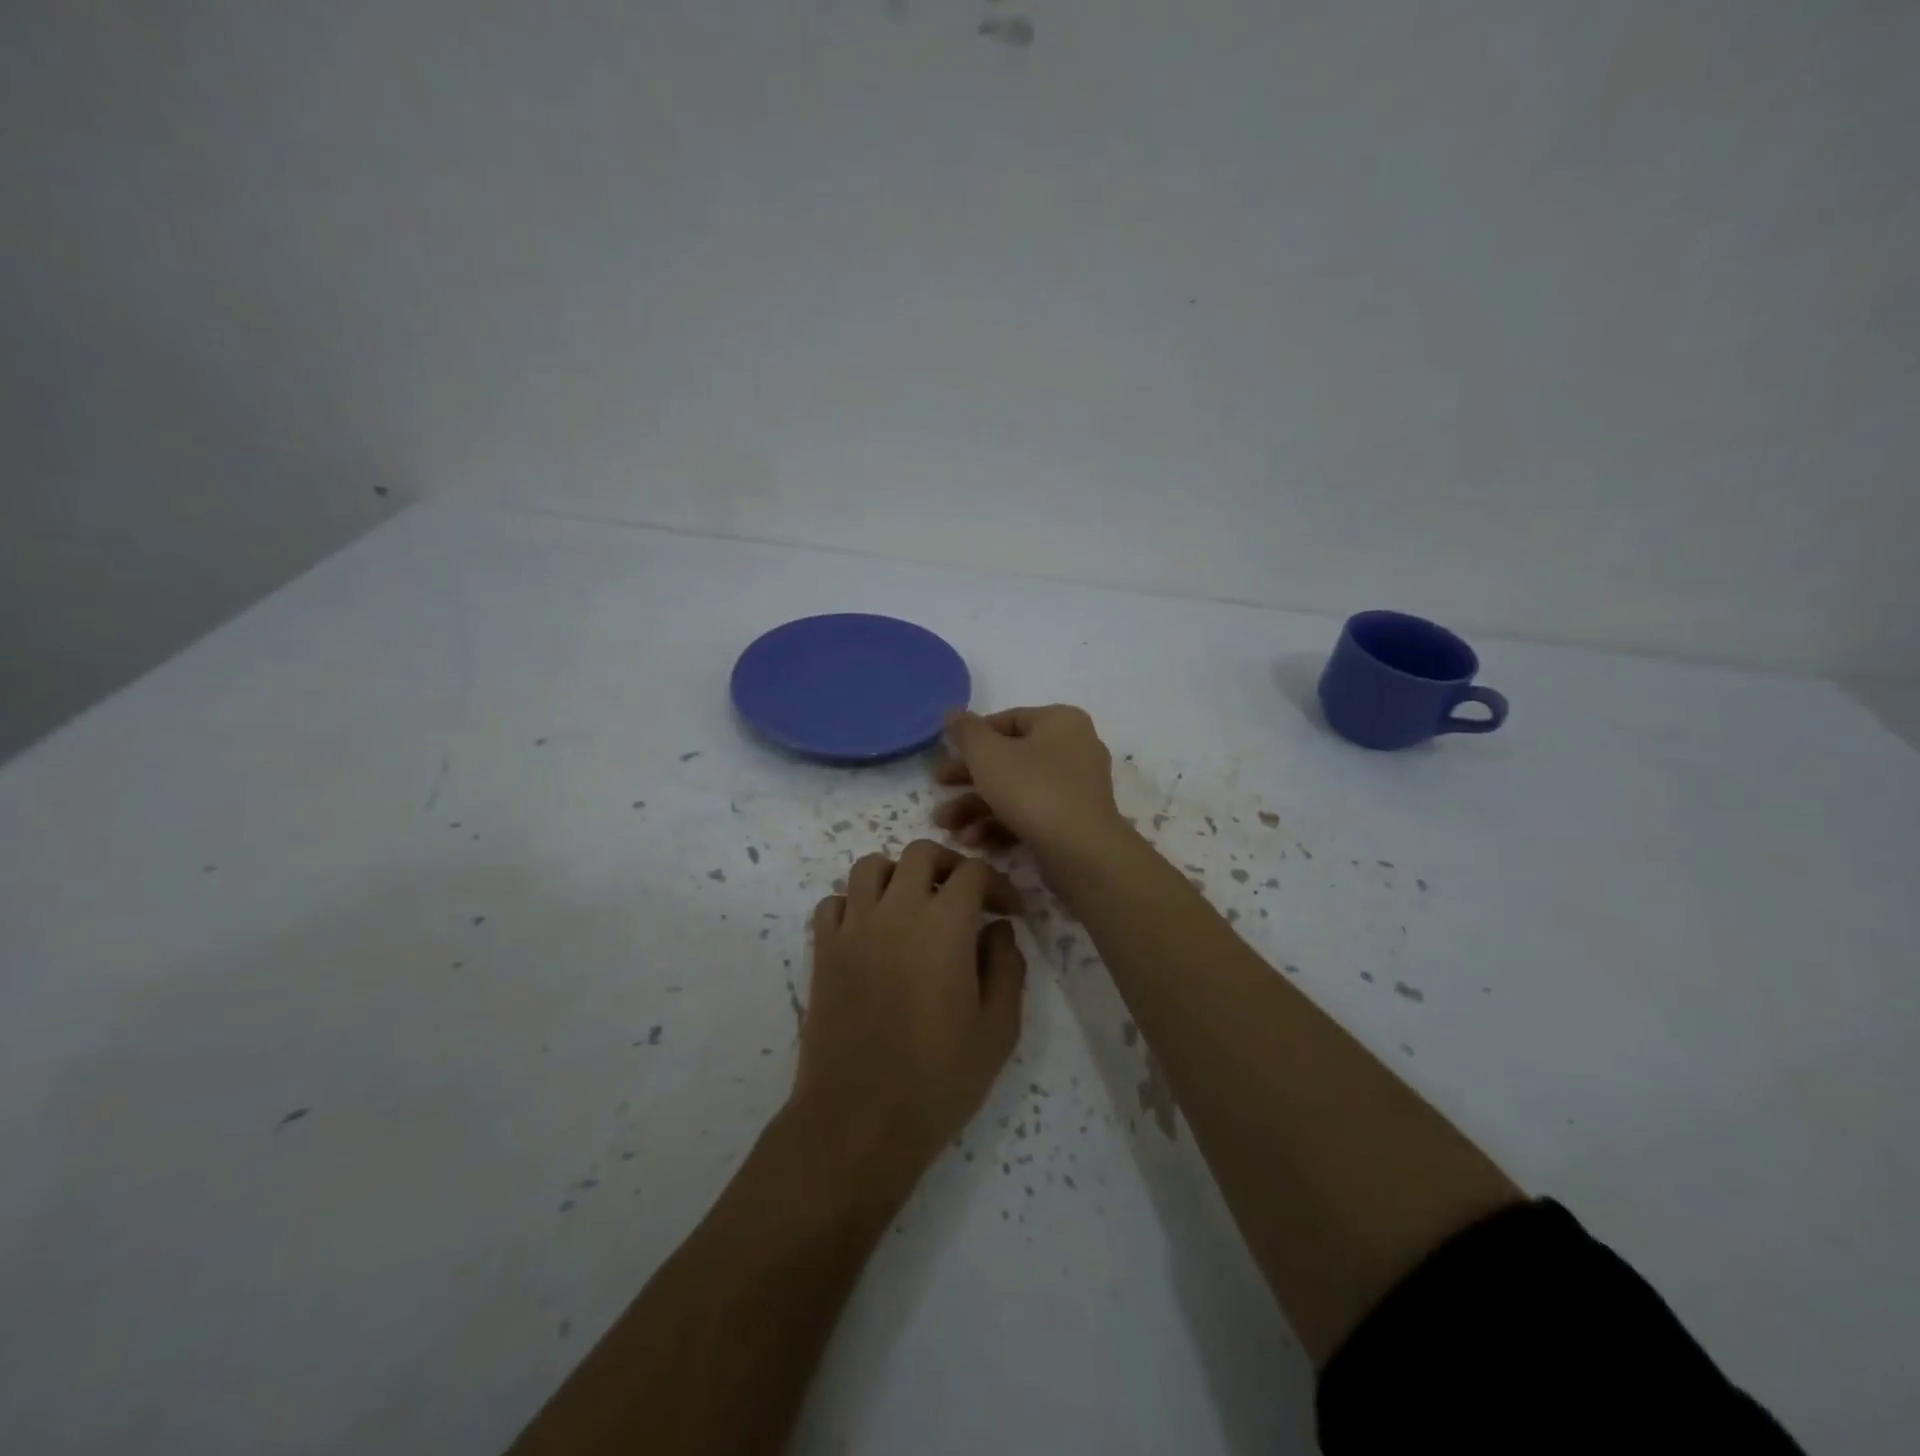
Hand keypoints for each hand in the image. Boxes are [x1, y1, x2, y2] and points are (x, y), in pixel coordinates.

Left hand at [791, 840, 1027, 1200]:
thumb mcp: (998, 1030)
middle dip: (949, 865)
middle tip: (965, 897)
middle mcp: (896, 910)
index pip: (972, 872)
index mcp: (944, 925)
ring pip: (871, 866)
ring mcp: (853, 927)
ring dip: (898, 874)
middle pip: (920, 853)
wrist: (858, 1121)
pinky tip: (872, 931)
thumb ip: (1006, 967)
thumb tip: (997, 928)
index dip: (998, 883)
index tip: (1010, 911)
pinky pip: (834, 902)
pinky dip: (855, 903)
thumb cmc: (938, 1078)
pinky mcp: (823, 950)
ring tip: (915, 906)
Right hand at [931, 706, 1123, 864]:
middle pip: (1009, 758)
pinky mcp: (1072, 822)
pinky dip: (1000, 824)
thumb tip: (953, 712)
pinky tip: (972, 841)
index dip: (972, 737)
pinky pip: (1030, 814)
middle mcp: (1073, 748)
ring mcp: (1075, 788)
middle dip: (968, 779)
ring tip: (946, 826)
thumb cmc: (1032, 789)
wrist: (1081, 852)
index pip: (1008, 720)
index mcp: (1060, 722)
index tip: (945, 754)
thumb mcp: (988, 754)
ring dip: (976, 807)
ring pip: (1016, 790)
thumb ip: (966, 731)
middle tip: (937, 787)